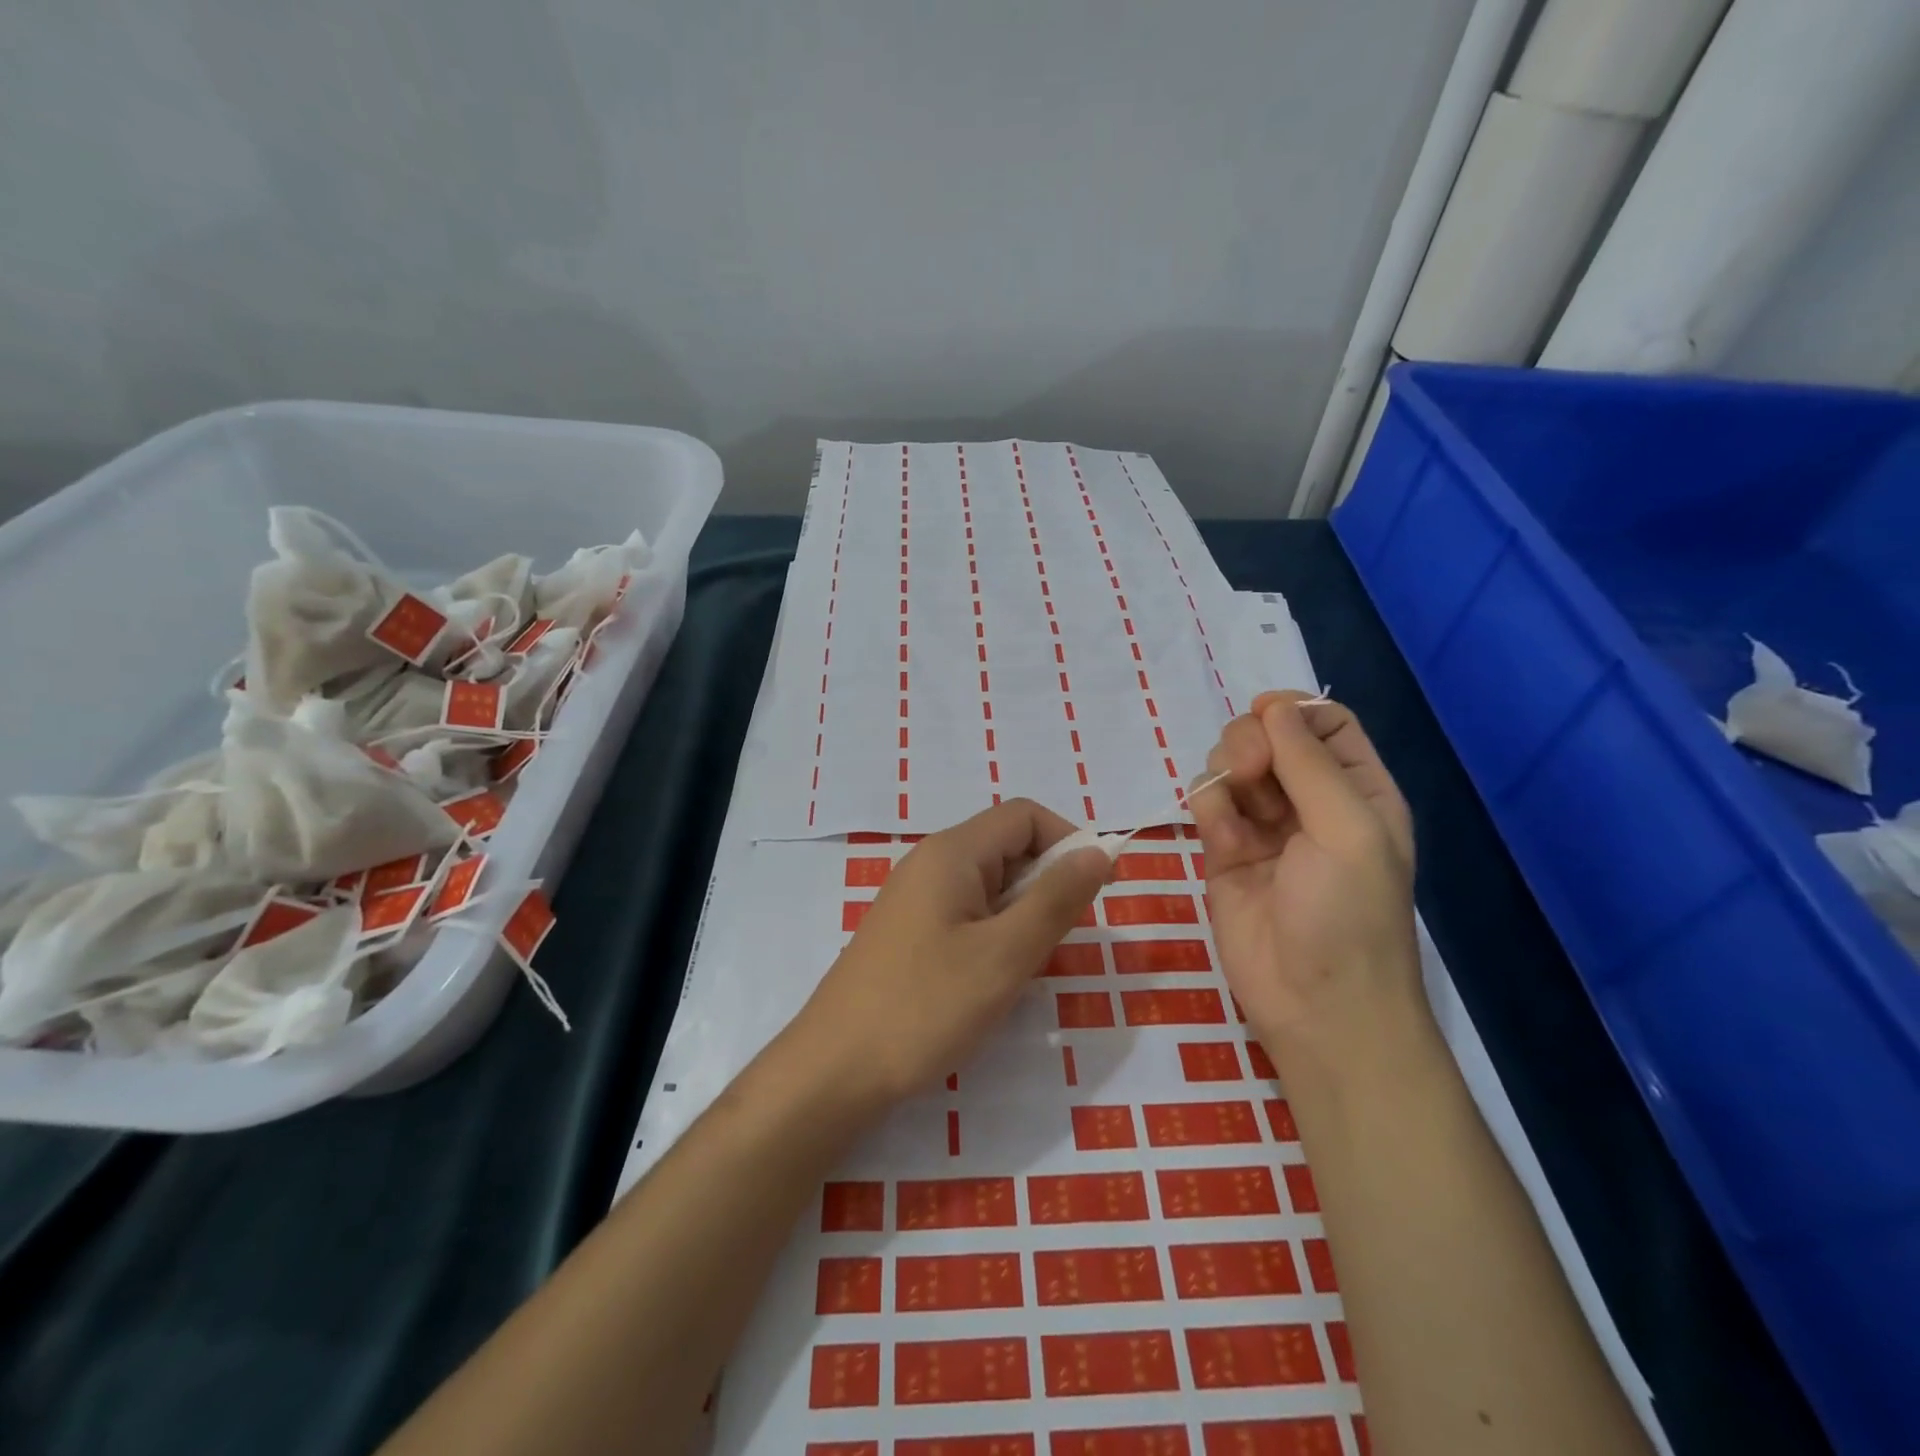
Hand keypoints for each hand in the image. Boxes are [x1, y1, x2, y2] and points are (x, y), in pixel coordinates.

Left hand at [791, 799, 1110, 1105]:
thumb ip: (1056, 899)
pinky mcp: (908, 933)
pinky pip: (966, 913)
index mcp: (952, 853)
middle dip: (1047, 882)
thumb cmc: (925, 1007)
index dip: (1069, 842)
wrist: (834, 1070)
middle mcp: (930, 863)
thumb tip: (1099, 851)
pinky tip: (993, 978)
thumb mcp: (1005, 955)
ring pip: (989, 884)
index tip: (1097, 892)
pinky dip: (995, 933)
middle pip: (1006, 846)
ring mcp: (915, 899)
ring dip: (1022, 913)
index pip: (1025, 816)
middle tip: (1061, 940)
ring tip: (1027, 965)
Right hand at [1190, 692, 1420, 1058]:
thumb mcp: (1348, 829)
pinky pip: (1208, 803)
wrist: (1315, 1005)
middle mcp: (1310, 801)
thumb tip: (1273, 706)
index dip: (1293, 711)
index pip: (1324, 722)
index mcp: (1357, 790)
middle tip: (1247, 769)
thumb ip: (1309, 763)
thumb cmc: (1348, 915)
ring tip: (1232, 808)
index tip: (1264, 715)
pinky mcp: (1224, 851)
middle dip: (1250, 741)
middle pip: (1269, 736)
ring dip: (1224, 772)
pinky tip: (1220, 839)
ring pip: (1231, 765)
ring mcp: (1264, 826)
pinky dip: (1208, 807)